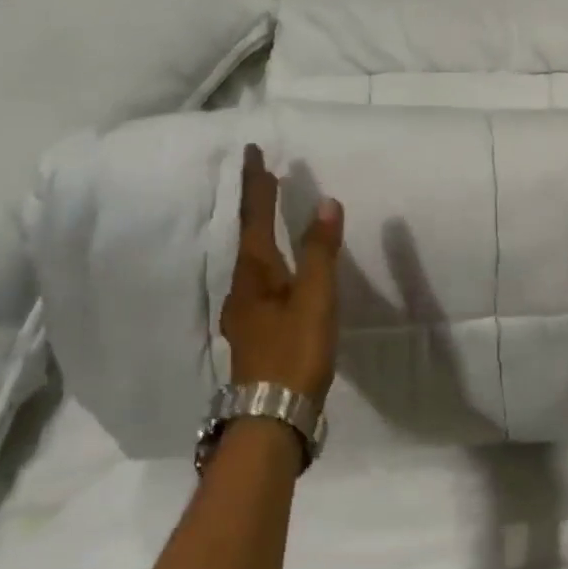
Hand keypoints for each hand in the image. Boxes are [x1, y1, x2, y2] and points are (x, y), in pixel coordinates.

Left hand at [219, 145, 343, 401]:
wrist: (272, 416)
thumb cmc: (295, 352)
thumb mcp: (315, 300)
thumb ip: (320, 252)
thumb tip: (326, 202)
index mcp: (255, 274)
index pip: (255, 217)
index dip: (257, 184)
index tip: (254, 152)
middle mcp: (242, 288)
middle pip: (247, 236)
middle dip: (255, 205)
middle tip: (264, 178)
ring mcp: (244, 313)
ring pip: (250, 261)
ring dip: (260, 232)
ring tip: (271, 217)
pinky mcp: (254, 332)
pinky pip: (258, 282)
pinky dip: (267, 261)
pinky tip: (276, 275)